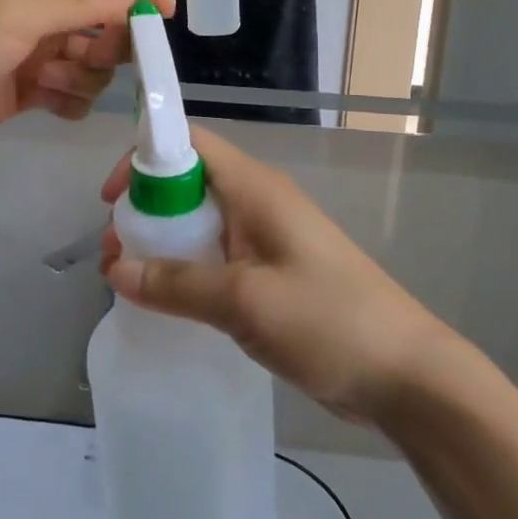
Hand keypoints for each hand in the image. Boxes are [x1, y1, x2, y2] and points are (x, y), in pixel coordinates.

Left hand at [0, 0, 173, 148]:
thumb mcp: (21, 11)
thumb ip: (84, 0)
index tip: (165, 15)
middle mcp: (47, 4)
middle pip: (112, 14)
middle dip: (113, 39)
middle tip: (97, 55)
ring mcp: (41, 46)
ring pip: (98, 58)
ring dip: (85, 73)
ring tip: (48, 79)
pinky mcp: (34, 85)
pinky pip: (76, 92)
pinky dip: (70, 99)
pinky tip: (46, 101)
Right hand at [99, 127, 447, 424]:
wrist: (406, 375)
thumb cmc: (328, 320)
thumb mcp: (245, 300)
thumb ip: (177, 284)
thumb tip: (115, 270)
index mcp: (255, 188)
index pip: (189, 143)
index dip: (144, 158)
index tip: (112, 201)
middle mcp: (257, 203)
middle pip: (187, 183)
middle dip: (145, 210)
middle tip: (113, 254)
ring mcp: (266, 239)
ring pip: (199, 223)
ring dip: (162, 244)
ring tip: (129, 281)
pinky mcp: (272, 273)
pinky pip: (216, 257)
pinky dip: (186, 269)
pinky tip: (166, 302)